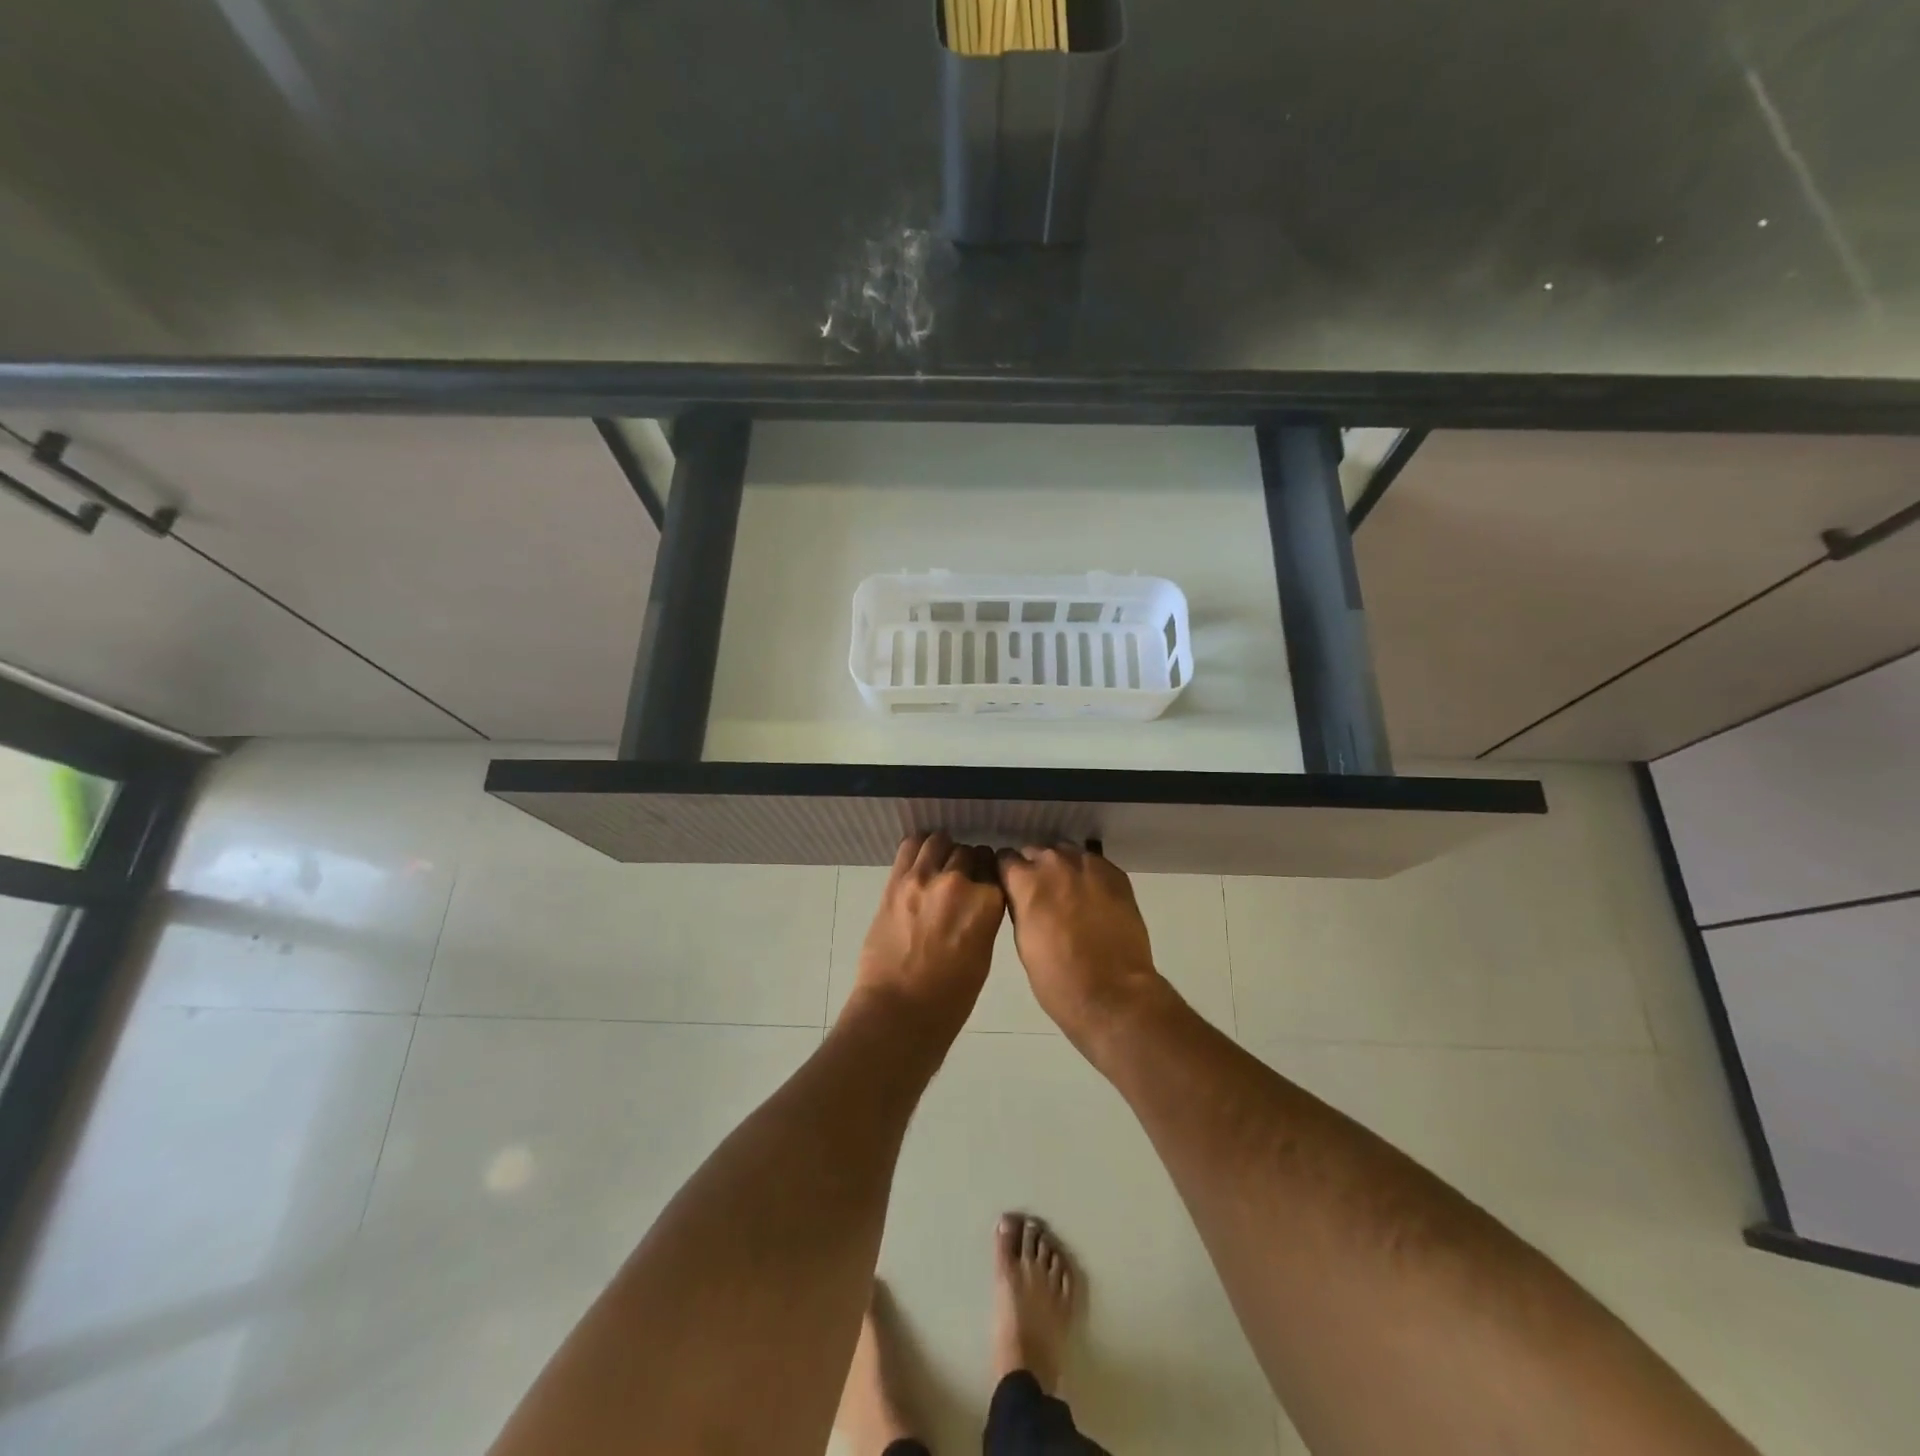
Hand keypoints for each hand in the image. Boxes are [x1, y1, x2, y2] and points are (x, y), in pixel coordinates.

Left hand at [850, 833, 1005, 1027]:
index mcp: (988, 902)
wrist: (899, 1010)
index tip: (985, 883)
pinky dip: (919, 847)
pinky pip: (910, 846)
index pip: (996, 868)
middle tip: (961, 881)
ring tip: (939, 866)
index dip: (990, 875)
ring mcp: (924, 878)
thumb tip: (980, 899)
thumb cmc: (951, 997)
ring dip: (944, 851)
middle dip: (968, 863)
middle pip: (969, 852)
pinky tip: (920, 860)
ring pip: (940, 841)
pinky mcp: (896, 882)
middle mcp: (959, 882)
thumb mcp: (984, 954)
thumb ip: (985, 917)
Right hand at [997, 843, 1168, 1045]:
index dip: (1007, 873)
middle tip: (1041, 894)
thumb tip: (1022, 896)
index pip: (1005, 858)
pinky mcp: (1116, 875)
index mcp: (1026, 881)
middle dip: (1035, 868)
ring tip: (1069, 892)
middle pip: (1036, 851)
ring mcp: (1088, 865)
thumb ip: (1020, 907)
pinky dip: (1089, 875)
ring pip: (1066, 852)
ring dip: (1062, 868)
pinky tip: (1094, 897)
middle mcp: (1054, 863)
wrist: (1113, 993)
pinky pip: (1094, 863)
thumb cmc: (1057, 979)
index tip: (1011, 885)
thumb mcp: (1023, 942)